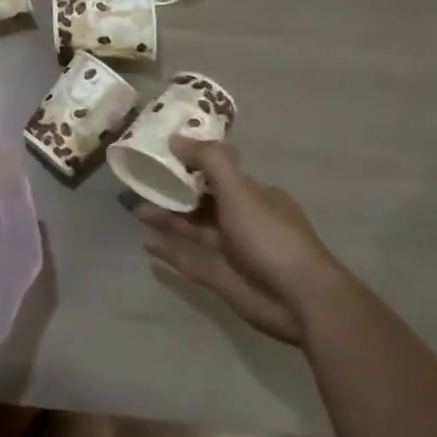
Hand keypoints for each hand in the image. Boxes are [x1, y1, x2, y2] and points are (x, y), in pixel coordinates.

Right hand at [137, 135, 341, 344]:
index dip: (189, 163)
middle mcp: (244, 219)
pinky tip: (147, 243)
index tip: (159, 154)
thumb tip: (175, 137)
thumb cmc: (270, 236)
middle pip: (202, 200)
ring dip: (167, 218)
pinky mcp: (223, 278)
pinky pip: (191, 260)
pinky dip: (170, 251)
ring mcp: (233, 251)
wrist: (300, 300)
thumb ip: (209, 161)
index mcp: (254, 195)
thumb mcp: (239, 190)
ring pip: (194, 229)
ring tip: (135, 209)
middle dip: (173, 191)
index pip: (217, 173)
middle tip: (140, 183)